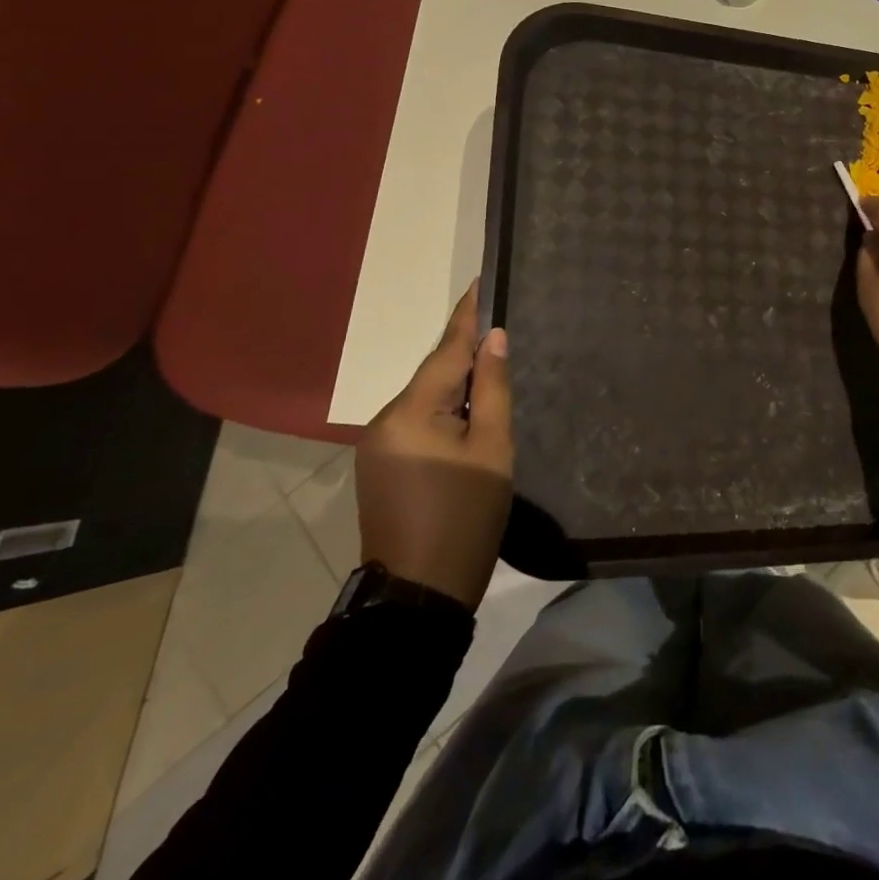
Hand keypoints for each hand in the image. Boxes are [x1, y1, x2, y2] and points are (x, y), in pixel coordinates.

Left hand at [354, 285, 513, 608]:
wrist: (419, 597)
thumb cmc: (465, 518)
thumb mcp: (492, 449)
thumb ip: (491, 388)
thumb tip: (493, 339)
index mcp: (411, 412)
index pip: (446, 350)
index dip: (467, 316)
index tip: (480, 282)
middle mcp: (385, 421)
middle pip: (434, 375)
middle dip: (466, 356)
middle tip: (502, 333)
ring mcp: (377, 447)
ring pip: (425, 401)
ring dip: (455, 389)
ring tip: (491, 376)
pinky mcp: (379, 468)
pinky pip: (416, 424)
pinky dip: (442, 414)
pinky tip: (466, 419)